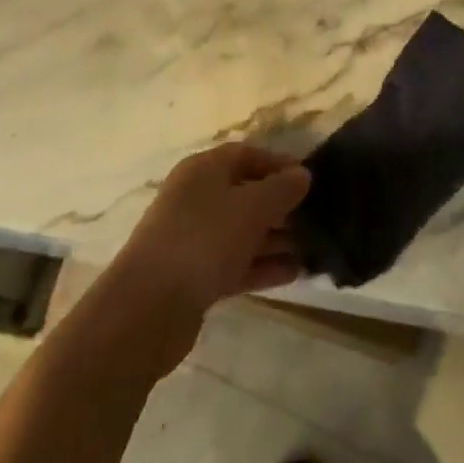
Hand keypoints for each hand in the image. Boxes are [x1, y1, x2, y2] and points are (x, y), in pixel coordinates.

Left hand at [114, 143, 310, 319]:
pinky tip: (294, 273)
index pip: (247, 154)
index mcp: (203, 170)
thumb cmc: (203, 240)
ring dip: (275, 238)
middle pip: (245, 193)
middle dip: (281, 205)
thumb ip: (282, 189)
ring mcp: (193, 238)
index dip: (279, 163)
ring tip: (313, 248)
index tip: (310, 179)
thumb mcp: (252, 207)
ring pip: (242, 231)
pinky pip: (235, 262)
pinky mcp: (194, 276)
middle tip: (316, 217)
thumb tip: (303, 174)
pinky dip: (262, 265)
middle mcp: (196, 198)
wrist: (148, 308)